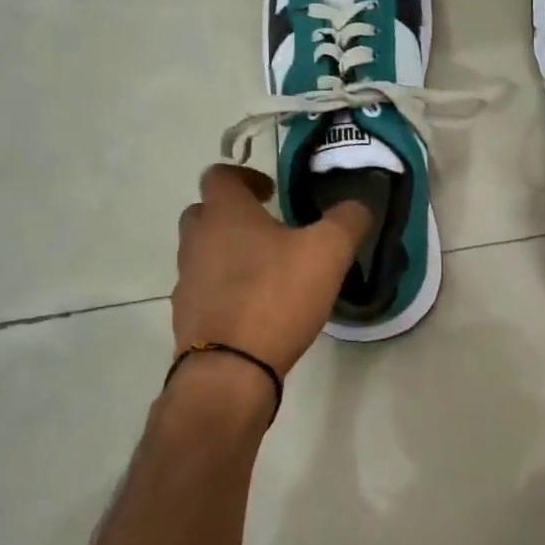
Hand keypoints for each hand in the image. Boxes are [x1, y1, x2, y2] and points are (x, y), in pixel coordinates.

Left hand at [172, 165, 369, 377]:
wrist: (230, 369)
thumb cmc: (276, 296)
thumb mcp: (328, 252)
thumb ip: (347, 220)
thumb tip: (357, 205)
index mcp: (225, 214)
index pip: (219, 175)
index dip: (245, 176)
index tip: (271, 191)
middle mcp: (197, 240)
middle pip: (205, 212)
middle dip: (235, 215)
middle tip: (270, 228)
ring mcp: (186, 280)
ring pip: (203, 252)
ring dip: (229, 252)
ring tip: (268, 270)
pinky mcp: (187, 316)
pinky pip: (205, 289)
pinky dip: (226, 289)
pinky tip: (256, 307)